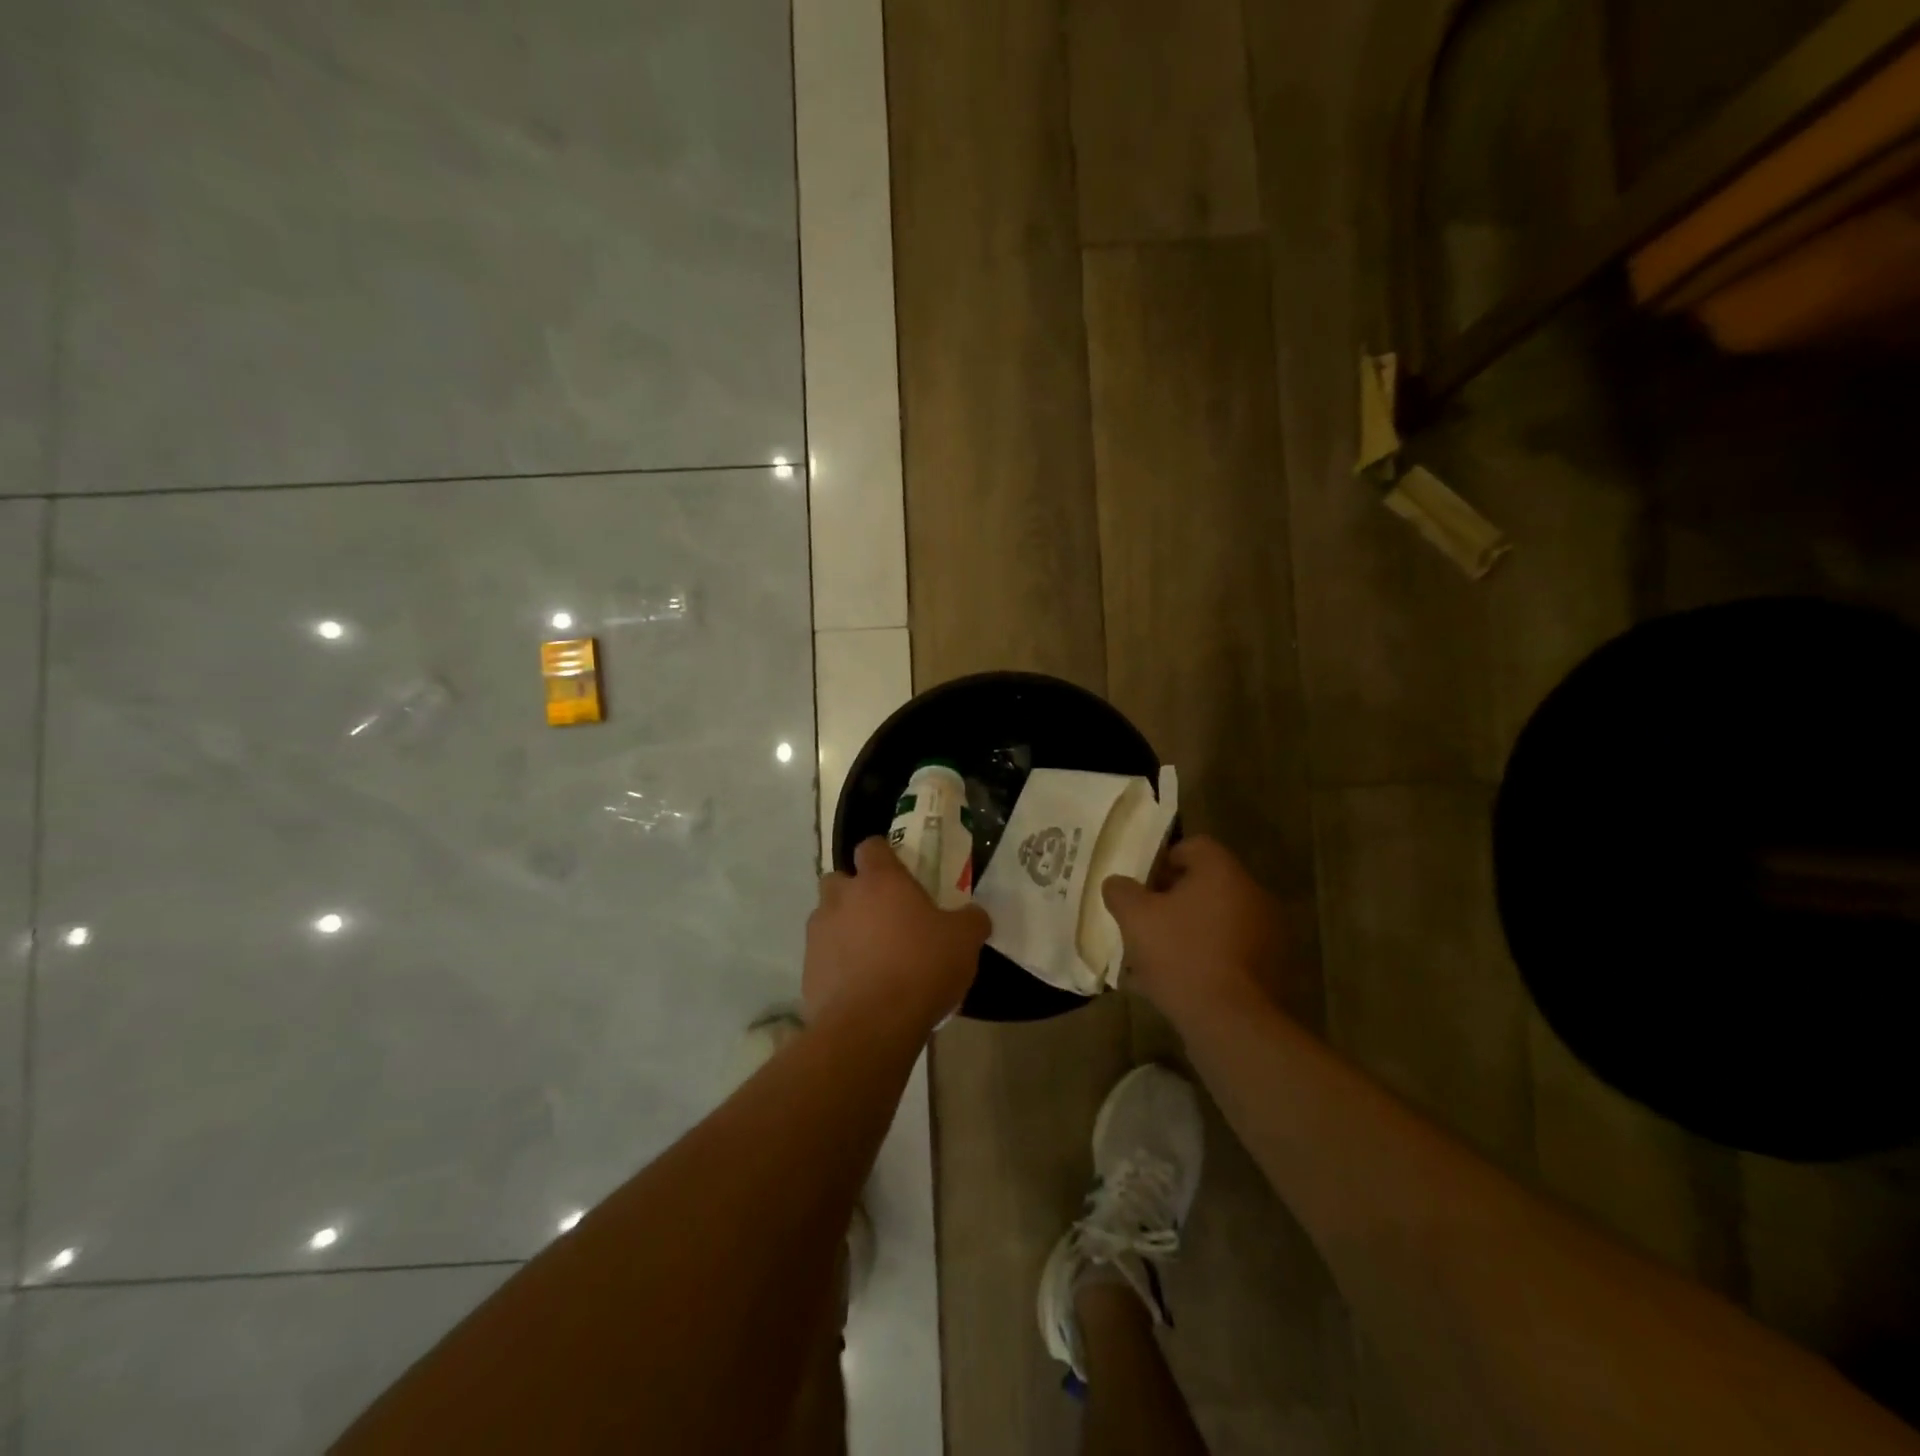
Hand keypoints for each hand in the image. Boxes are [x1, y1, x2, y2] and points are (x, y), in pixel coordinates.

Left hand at [804, 837, 990, 1035]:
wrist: (870, 1026)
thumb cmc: (921, 968)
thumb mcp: (964, 942)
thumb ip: (971, 920)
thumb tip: (974, 915)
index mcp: (879, 880)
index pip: (872, 847)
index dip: (884, 856)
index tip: (899, 872)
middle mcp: (842, 898)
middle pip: (840, 880)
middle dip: (855, 892)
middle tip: (883, 915)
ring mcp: (819, 933)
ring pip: (827, 918)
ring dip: (844, 928)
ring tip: (871, 955)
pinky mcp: (807, 969)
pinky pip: (822, 956)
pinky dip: (837, 964)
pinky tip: (860, 986)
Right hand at [1101, 836, 1285, 1029]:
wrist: (1231, 1022)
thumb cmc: (1181, 955)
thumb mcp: (1135, 918)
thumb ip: (1122, 892)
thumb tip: (1117, 883)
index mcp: (1223, 872)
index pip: (1193, 846)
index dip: (1162, 861)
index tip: (1142, 887)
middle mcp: (1252, 893)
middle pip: (1206, 883)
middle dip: (1173, 899)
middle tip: (1145, 921)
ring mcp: (1267, 932)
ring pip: (1216, 919)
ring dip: (1189, 929)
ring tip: (1157, 956)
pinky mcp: (1270, 967)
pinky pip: (1229, 950)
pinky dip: (1206, 956)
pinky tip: (1180, 980)